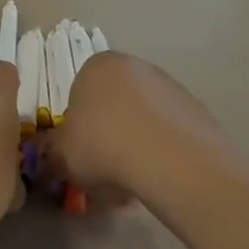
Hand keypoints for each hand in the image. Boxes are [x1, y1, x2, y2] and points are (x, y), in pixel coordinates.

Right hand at [38, 52, 229, 207]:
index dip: (78, 127)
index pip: (80, 93)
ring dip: (136, 146)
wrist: (170, 160)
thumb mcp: (62, 155)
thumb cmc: (103, 145)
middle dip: (109, 136)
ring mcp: (170, 86)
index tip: (80, 153)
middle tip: (104, 171)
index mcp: (98, 66)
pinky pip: (169, 133)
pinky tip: (159, 178)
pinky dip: (162, 153)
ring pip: (143, 120)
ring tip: (133, 182)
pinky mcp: (197, 110)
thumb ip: (53, 154)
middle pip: (114, 105)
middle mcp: (136, 66)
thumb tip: (51, 161)